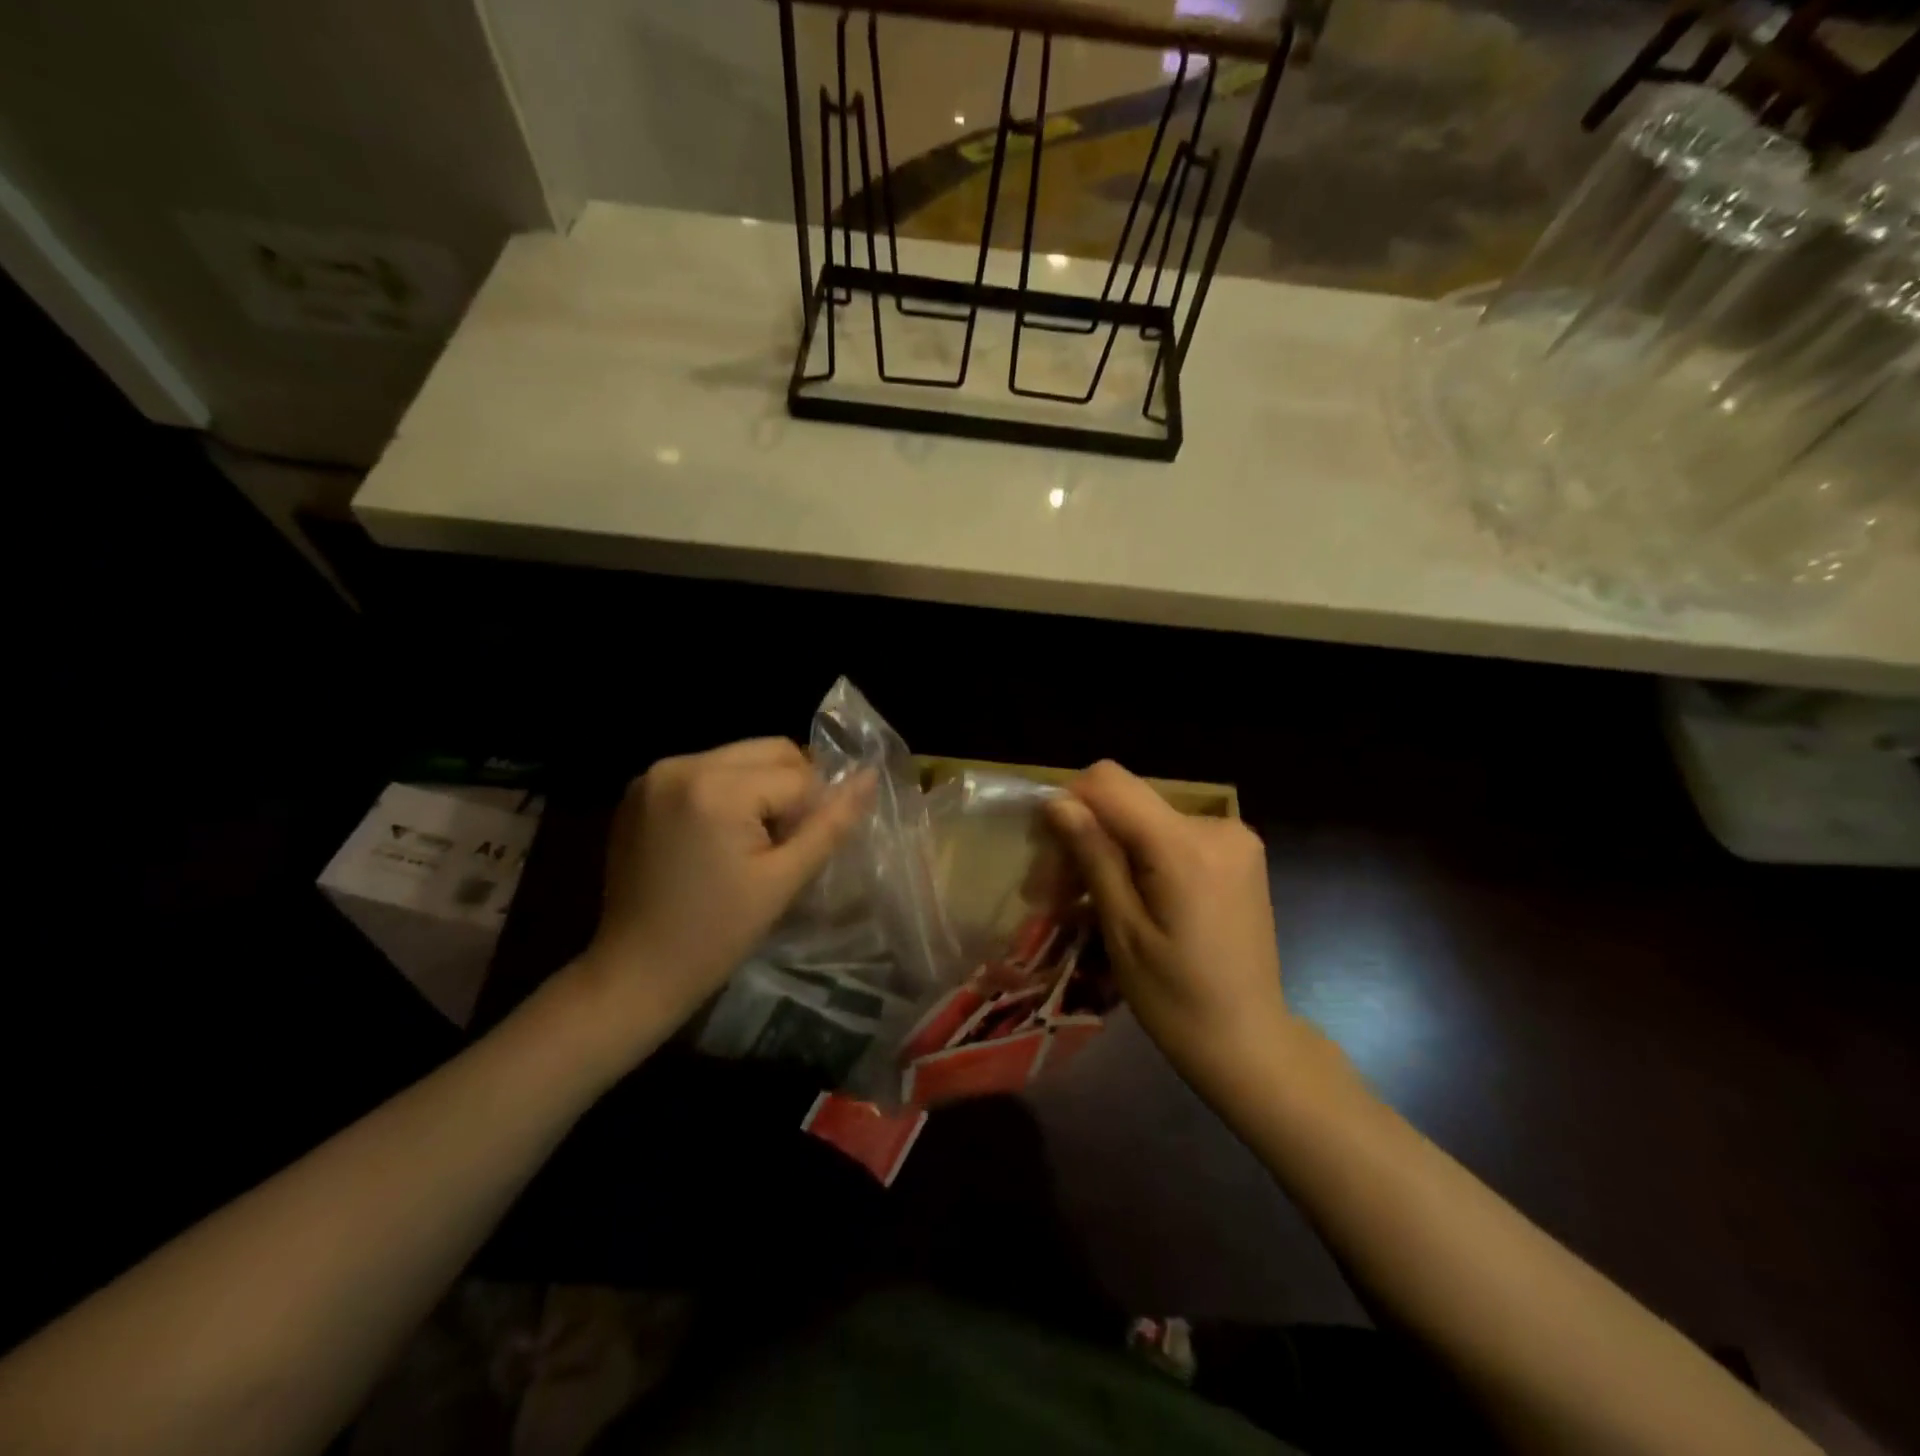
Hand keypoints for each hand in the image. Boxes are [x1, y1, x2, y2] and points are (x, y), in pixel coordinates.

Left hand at [581, 738, 871, 1035]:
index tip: (798, 855)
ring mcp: (654, 775)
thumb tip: (870, 777)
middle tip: (782, 843)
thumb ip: (830, 824)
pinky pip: (706, 772)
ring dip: (760, 789)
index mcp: (715, 788)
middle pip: (769, 751)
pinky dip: (726, 793)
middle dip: (790, 790)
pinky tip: (718, 838)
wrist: (634, 973)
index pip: (798, 775)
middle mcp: (681, 764)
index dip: (813, 812)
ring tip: (751, 842)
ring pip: (740, 758)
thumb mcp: (783, 880)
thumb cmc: (715, 935)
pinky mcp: (640, 790)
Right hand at [1046, 760, 1291, 1098]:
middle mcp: (1217, 826)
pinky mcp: (1238, 854)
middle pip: (1126, 802)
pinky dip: (1140, 857)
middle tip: (1052, 893)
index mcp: (1186, 846)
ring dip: (1108, 850)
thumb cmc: (1177, 1001)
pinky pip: (1171, 836)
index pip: (1110, 782)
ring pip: (1145, 819)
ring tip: (1083, 902)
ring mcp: (1234, 838)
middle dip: (1083, 837)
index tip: (1046, 854)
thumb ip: (1094, 857)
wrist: (1250, 1044)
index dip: (1068, 802)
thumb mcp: (1123, 931)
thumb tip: (1058, 803)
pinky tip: (1125, 897)